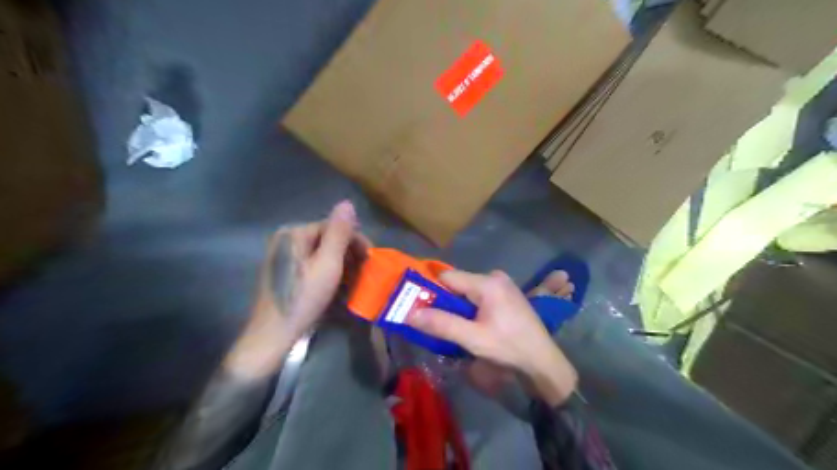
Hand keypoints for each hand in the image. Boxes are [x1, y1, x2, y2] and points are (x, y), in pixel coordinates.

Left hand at [222, 201, 368, 377]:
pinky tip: (339, 287)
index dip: (355, 241)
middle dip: (349, 254)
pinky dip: (329, 273)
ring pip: (322, 254)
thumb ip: (338, 233)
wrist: (274, 334)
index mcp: (294, 233)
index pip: (333, 227)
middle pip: (327, 240)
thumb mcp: (327, 264)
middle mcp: (287, 240)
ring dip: (342, 265)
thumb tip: (347, 202)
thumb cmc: (303, 298)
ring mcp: (284, 257)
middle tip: (365, 273)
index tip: (371, 258)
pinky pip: (313, 265)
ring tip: (356, 282)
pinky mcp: (285, 273)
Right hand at [407, 270, 575, 406]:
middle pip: (458, 284)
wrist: (543, 362)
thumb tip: (410, 314)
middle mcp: (495, 277)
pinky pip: (479, 296)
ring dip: (457, 308)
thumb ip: (442, 324)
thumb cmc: (509, 348)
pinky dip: (470, 309)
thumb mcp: (473, 338)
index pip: (447, 277)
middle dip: (445, 302)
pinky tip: (472, 326)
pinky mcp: (507, 295)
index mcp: (487, 282)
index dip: (431, 290)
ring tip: (455, 328)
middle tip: (436, 323)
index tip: (419, 308)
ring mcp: (503, 285)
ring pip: (467, 292)